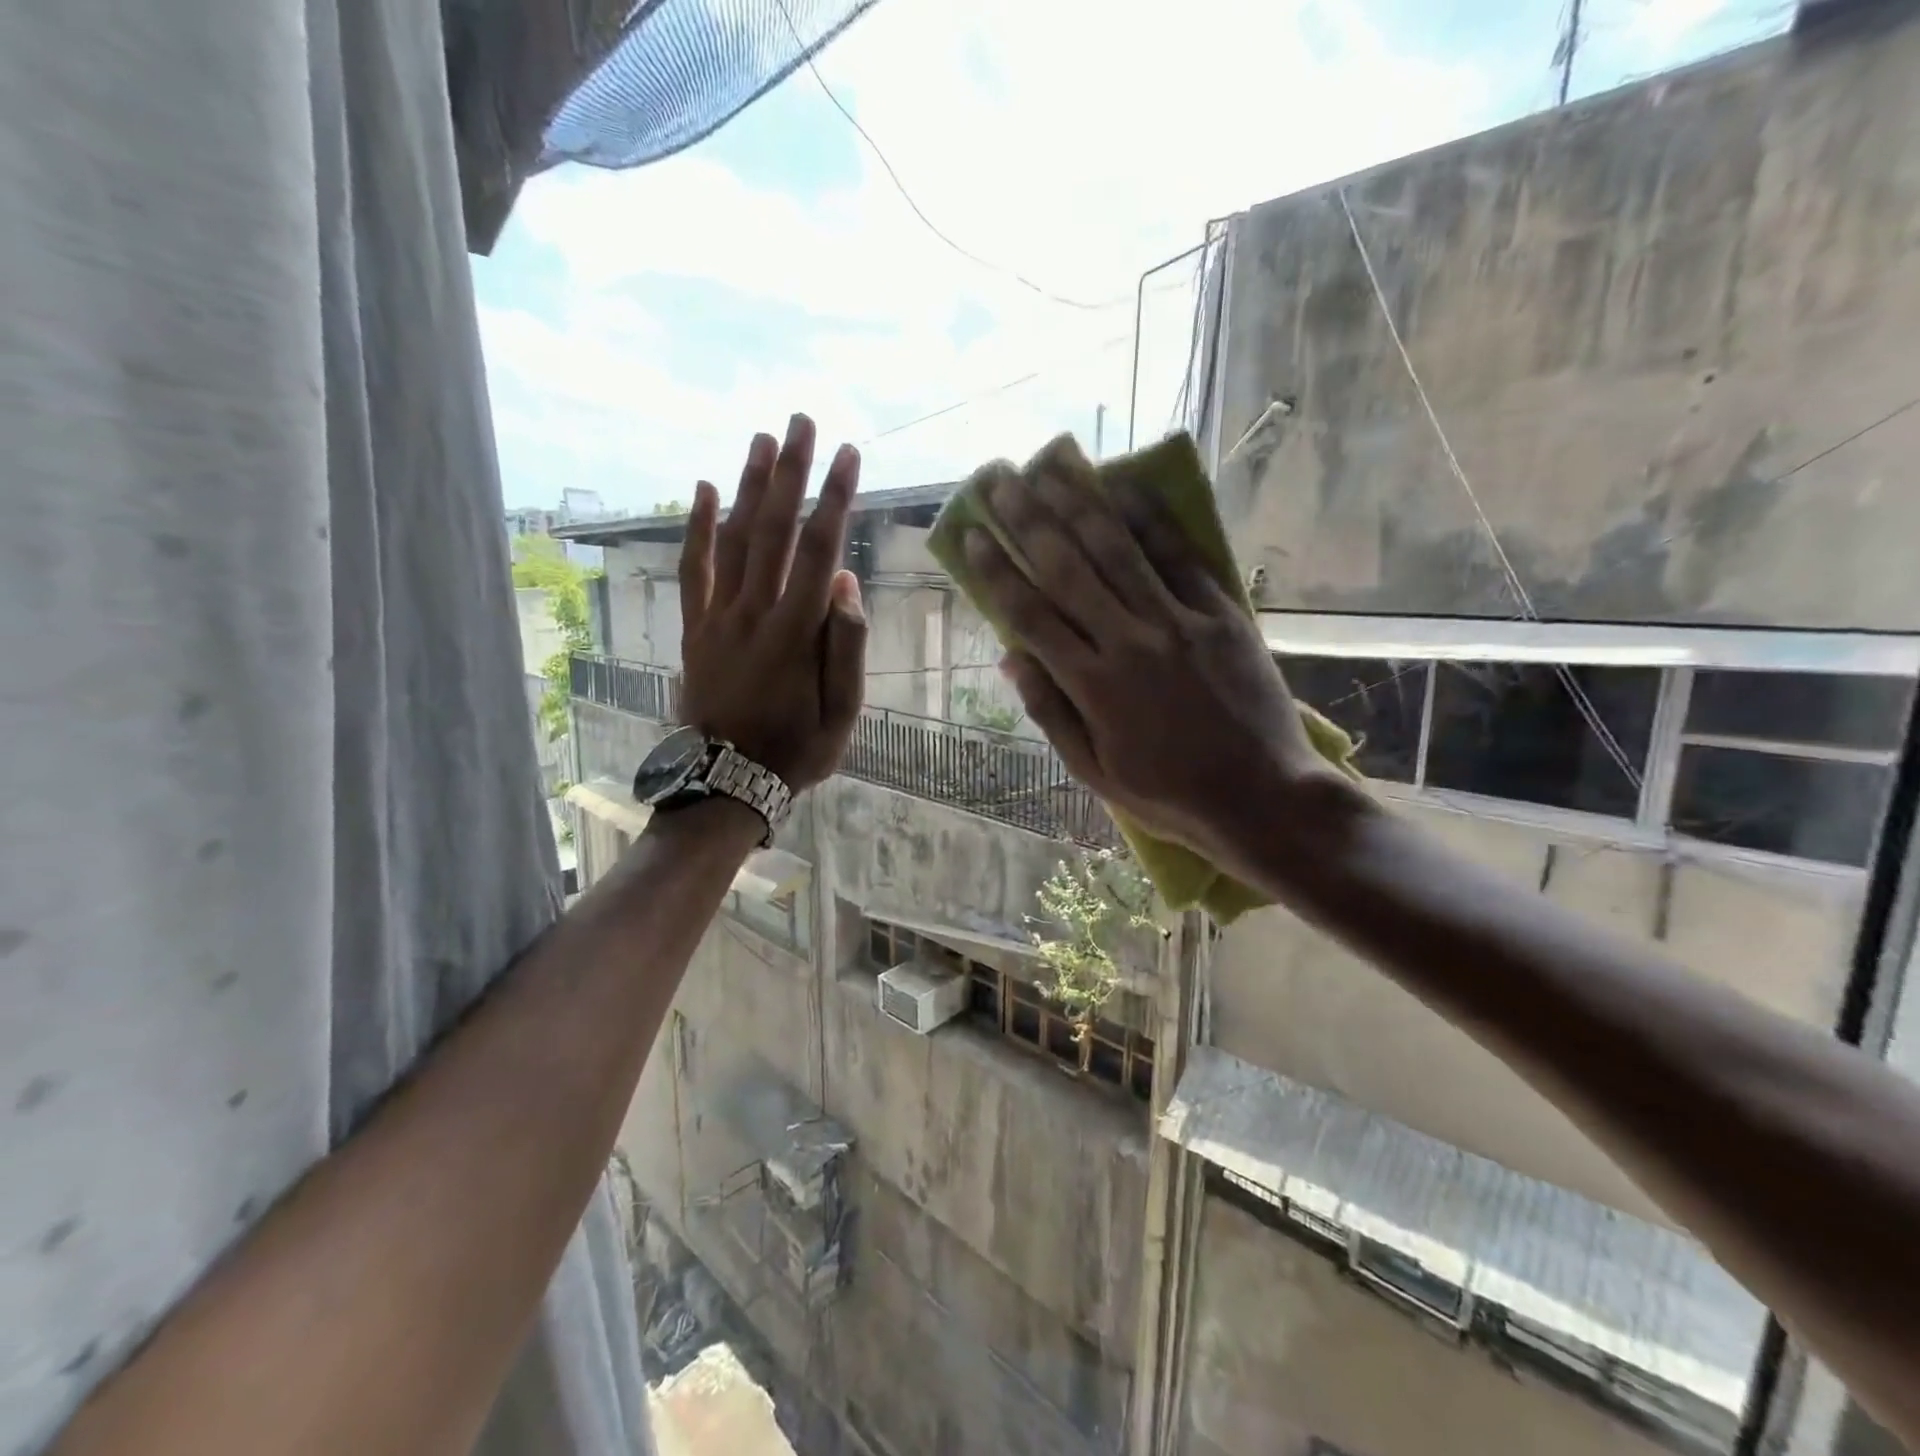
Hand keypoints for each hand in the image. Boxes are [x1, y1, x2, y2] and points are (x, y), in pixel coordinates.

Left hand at [678, 414, 866, 790]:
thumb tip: (845, 584)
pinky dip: (698, 529)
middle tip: (802, 422)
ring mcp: (719, 618)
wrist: (726, 780)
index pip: (820, 551)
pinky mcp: (695, 628)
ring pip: (735, 540)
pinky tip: (705, 490)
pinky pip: (694, 570)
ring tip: (762, 440)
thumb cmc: (796, 750)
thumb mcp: (841, 713)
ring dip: (749, 487)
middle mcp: (754, 612)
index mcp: (796, 633)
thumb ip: (845, 647)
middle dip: (791, 473)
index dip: (836, 499)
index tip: (849, 456)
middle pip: (775, 530)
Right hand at [961, 436, 1346, 862]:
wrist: (1262, 796)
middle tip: (998, 478)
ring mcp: (1179, 622)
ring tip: (1048, 465)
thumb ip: (1051, 712)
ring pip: (1119, 550)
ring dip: (1079, 502)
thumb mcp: (1094, 770)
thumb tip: (1011, 658)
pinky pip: (1180, 556)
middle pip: (1067, 568)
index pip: (1031, 615)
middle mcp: (1129, 642)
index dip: (996, 572)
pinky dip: (1150, 517)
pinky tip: (1124, 485)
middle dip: (1027, 519)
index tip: (971, 534)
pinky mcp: (1221, 613)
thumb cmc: (1168, 793)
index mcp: (1093, 687)